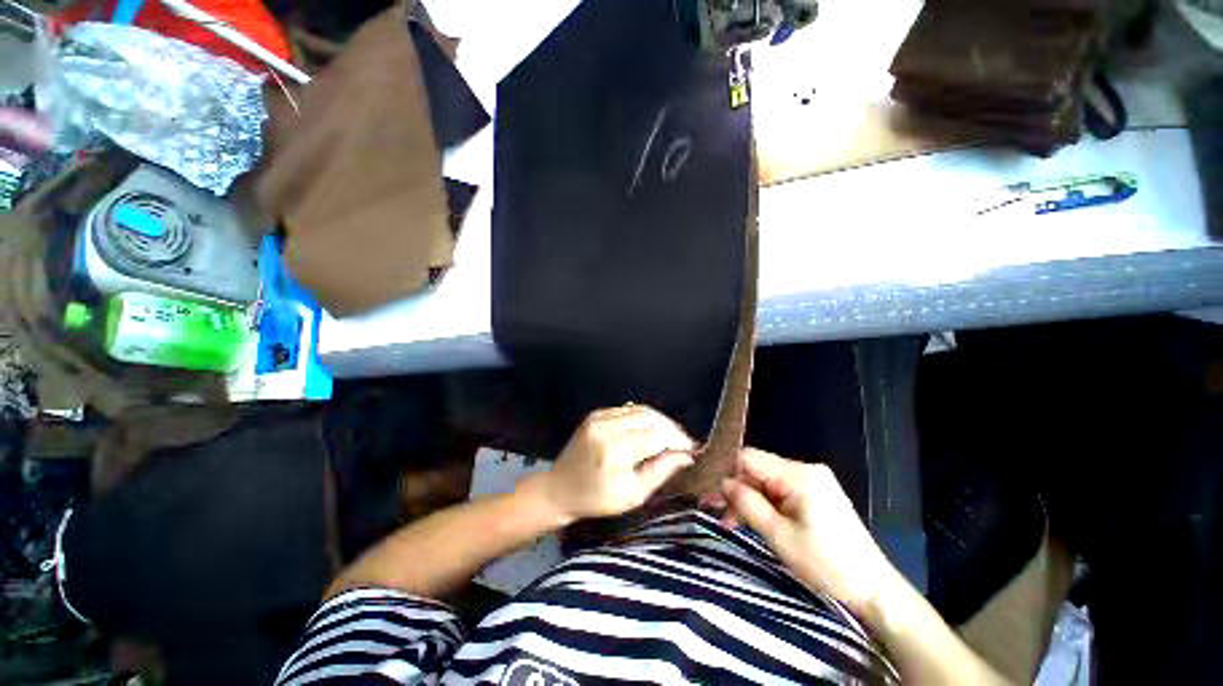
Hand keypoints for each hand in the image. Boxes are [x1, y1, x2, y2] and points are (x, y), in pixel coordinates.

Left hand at [529, 405, 696, 522]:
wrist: (560, 488)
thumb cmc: (597, 499)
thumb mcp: (633, 495)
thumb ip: (660, 471)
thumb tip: (686, 455)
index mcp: (615, 450)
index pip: (657, 436)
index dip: (678, 440)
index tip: (693, 448)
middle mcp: (607, 427)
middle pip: (651, 418)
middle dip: (672, 428)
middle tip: (684, 442)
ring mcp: (600, 417)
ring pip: (641, 410)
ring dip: (660, 420)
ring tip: (671, 435)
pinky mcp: (596, 413)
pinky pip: (628, 409)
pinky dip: (644, 417)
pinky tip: (651, 429)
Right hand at [722, 448, 895, 615]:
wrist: (875, 590)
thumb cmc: (827, 565)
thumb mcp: (780, 536)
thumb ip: (748, 503)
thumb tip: (722, 482)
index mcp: (800, 475)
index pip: (750, 458)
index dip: (726, 470)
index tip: (707, 488)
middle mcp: (806, 470)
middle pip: (757, 469)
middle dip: (736, 489)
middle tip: (717, 512)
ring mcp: (813, 481)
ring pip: (767, 481)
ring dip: (749, 499)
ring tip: (732, 521)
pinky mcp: (816, 494)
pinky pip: (780, 491)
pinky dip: (765, 504)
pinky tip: (753, 519)